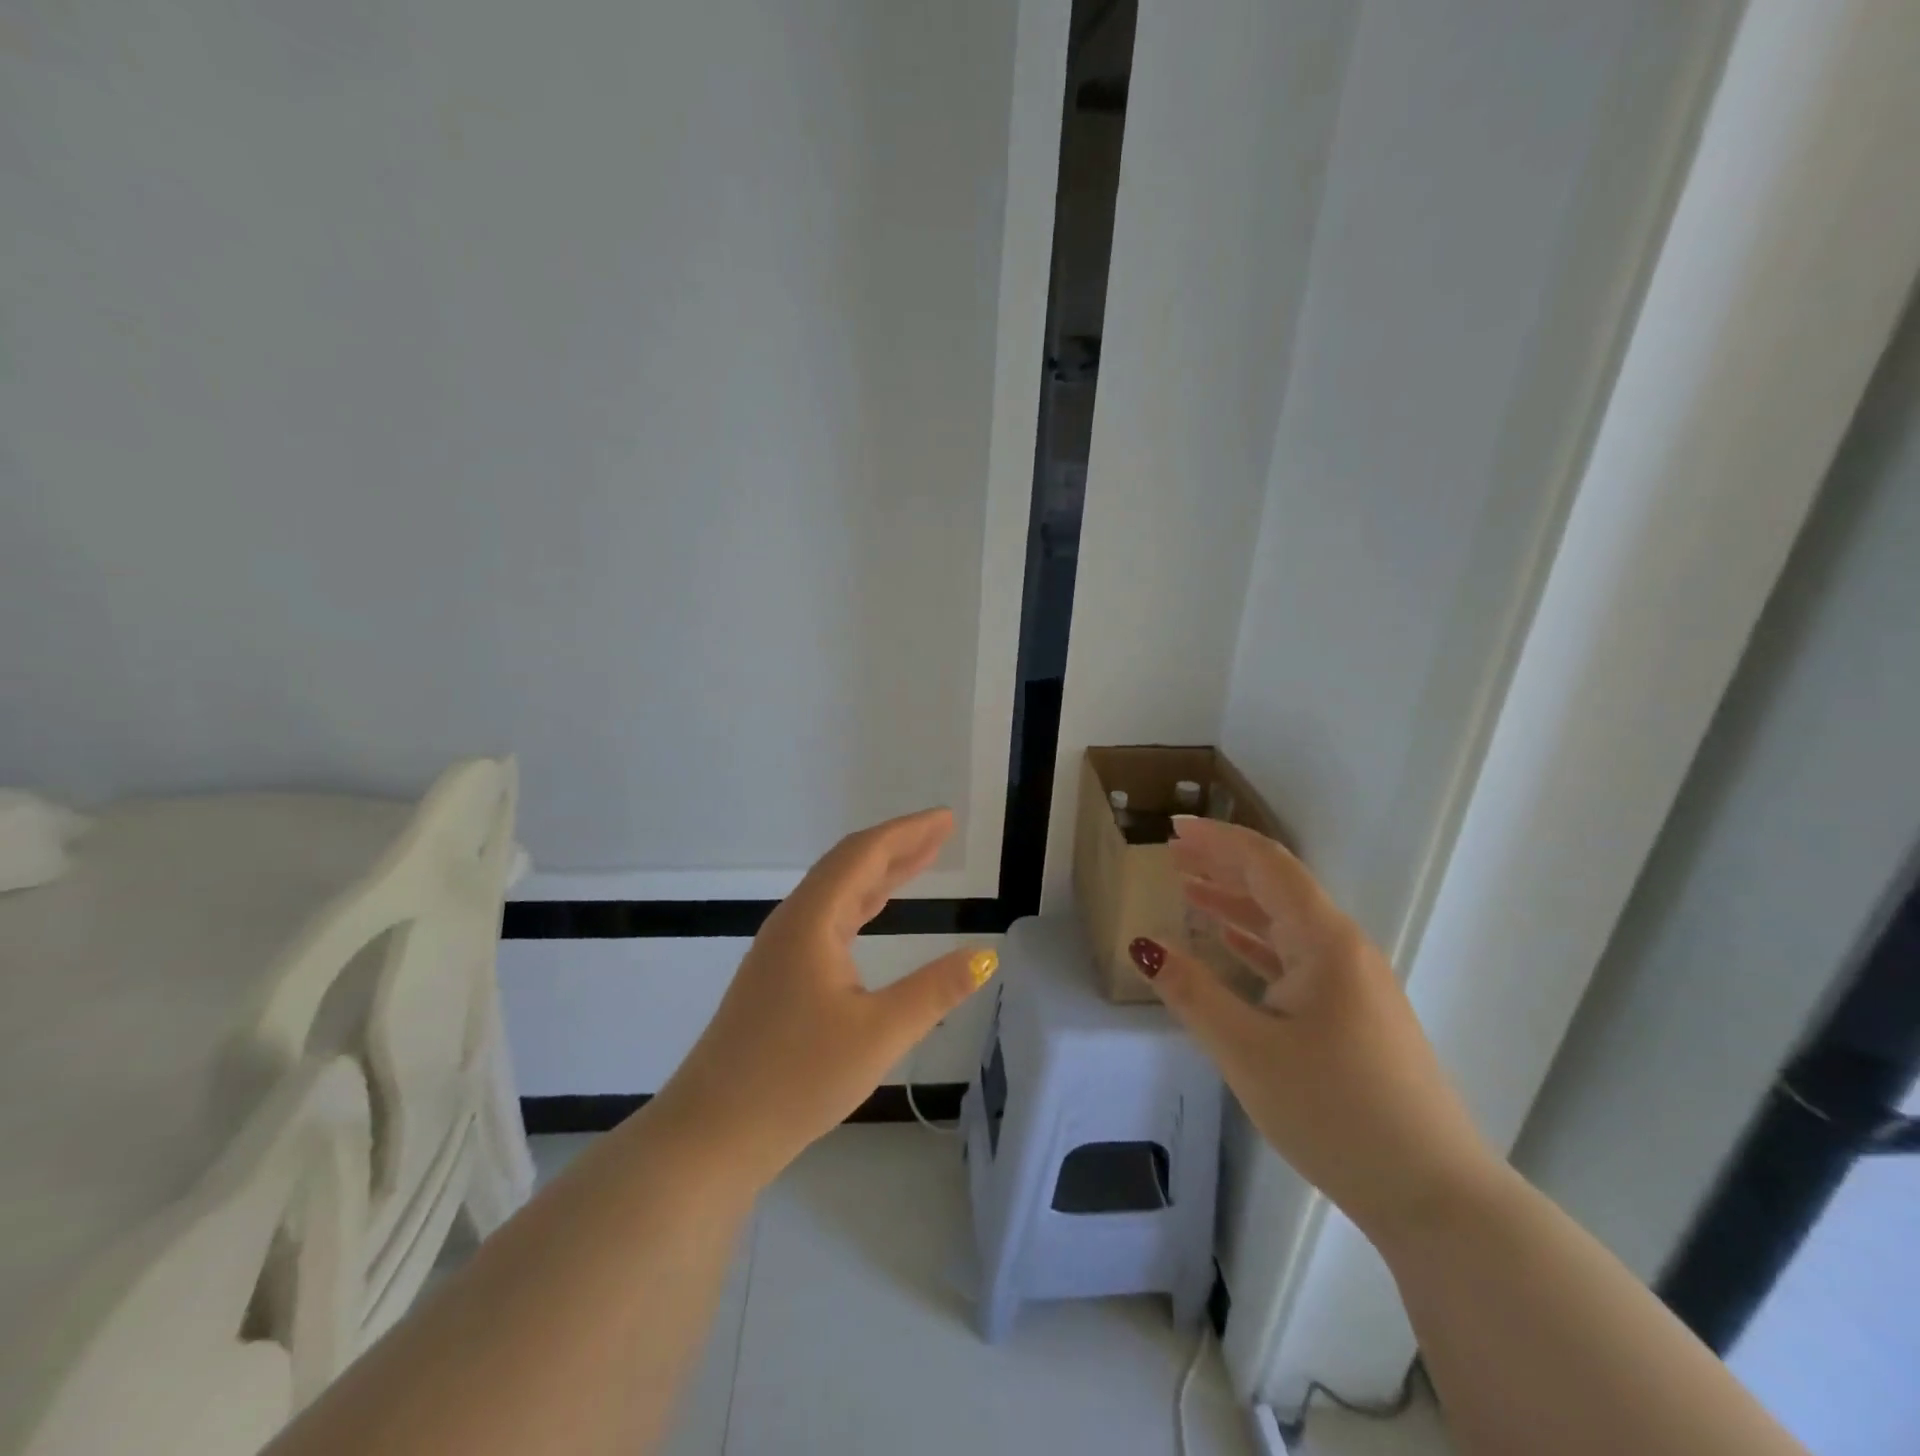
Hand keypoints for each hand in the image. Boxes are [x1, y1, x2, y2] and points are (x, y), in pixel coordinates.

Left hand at [651, 808, 996, 1188]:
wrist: (712, 1133)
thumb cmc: (796, 1079)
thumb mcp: (878, 1034)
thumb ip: (934, 991)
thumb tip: (985, 955)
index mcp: (812, 921)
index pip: (864, 855)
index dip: (908, 831)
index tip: (946, 818)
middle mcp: (793, 923)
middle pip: (849, 866)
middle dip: (897, 846)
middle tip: (941, 833)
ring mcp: (780, 950)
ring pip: (836, 893)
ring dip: (880, 874)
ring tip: (920, 861)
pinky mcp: (777, 977)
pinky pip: (827, 920)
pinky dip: (861, 905)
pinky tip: (874, 913)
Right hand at [1134, 817, 1496, 1243]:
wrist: (1435, 1196)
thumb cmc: (1336, 1113)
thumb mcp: (1248, 1051)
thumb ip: (1192, 992)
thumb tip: (1144, 945)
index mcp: (1324, 942)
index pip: (1266, 866)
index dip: (1218, 840)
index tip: (1174, 827)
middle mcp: (1343, 949)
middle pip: (1276, 887)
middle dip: (1223, 865)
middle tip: (1172, 852)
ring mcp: (1354, 982)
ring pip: (1285, 923)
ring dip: (1236, 902)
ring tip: (1187, 887)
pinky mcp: (1354, 1014)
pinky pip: (1296, 957)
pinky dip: (1256, 940)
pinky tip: (1230, 942)